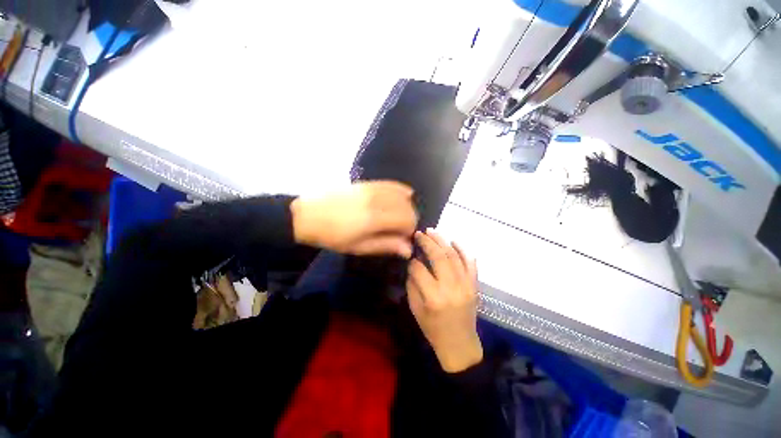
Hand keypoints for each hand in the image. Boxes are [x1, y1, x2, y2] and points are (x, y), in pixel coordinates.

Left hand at [290, 181, 416, 257]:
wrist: (308, 215)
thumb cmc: (332, 236)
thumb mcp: (359, 247)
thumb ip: (386, 245)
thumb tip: (409, 250)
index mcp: (375, 218)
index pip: (407, 220)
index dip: (409, 230)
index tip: (402, 238)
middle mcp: (377, 199)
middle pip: (408, 207)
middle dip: (409, 220)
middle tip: (399, 230)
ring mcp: (373, 188)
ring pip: (402, 195)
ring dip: (405, 207)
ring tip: (396, 217)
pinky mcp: (368, 183)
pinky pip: (392, 184)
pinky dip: (400, 192)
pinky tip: (398, 200)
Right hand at [407, 229, 482, 372]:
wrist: (459, 343)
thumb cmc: (433, 328)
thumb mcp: (415, 309)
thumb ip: (413, 284)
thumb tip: (414, 264)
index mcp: (433, 297)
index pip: (419, 270)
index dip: (412, 261)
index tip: (410, 256)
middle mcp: (451, 288)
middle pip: (439, 257)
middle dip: (427, 242)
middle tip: (419, 233)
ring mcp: (466, 285)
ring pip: (454, 256)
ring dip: (442, 241)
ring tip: (432, 231)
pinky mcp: (474, 285)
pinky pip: (471, 263)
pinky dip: (463, 249)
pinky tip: (454, 240)